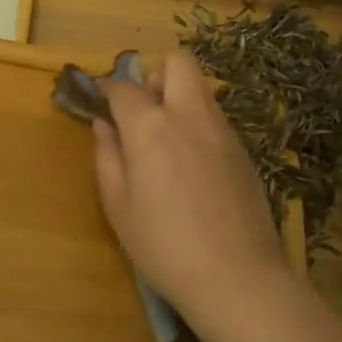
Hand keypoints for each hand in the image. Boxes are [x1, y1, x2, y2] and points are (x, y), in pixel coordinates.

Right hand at [91, 51, 304, 341]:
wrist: (238, 278)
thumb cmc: (164, 246)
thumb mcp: (118, 206)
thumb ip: (107, 156)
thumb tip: (105, 125)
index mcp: (152, 127)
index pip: (124, 87)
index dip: (105, 89)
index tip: (96, 101)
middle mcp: (191, 116)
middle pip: (178, 63)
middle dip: (155, 76)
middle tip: (143, 113)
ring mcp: (224, 131)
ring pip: (201, 90)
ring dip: (179, 100)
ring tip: (165, 145)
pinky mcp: (244, 152)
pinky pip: (216, 119)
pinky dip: (198, 126)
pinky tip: (192, 170)